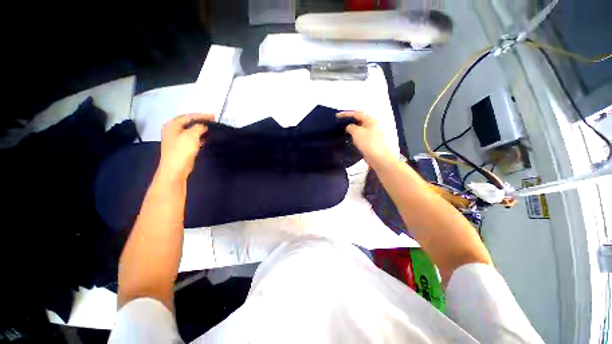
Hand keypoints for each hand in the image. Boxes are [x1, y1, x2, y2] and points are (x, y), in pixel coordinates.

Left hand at [157, 113, 213, 181]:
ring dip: (201, 129)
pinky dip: (199, 137)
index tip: (214, 116)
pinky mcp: (181, 147)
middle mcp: (173, 130)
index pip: (189, 116)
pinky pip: (192, 138)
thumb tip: (203, 126)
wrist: (175, 169)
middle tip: (213, 121)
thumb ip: (198, 127)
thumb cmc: (181, 151)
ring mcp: (176, 139)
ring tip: (212, 129)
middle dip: (201, 121)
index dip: (202, 115)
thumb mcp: (191, 136)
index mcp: (173, 125)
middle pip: (189, 122)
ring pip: (191, 131)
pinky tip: (206, 139)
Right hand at [337, 111, 393, 165]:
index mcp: (371, 120)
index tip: (338, 116)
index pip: (357, 113)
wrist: (380, 158)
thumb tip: (349, 127)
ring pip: (361, 129)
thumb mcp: (357, 133)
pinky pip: (363, 136)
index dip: (346, 114)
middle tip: (341, 123)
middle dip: (350, 121)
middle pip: (360, 120)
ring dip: (353, 130)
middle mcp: (374, 125)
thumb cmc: (370, 144)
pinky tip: (352, 140)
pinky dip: (357, 137)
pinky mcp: (373, 142)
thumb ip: (351, 127)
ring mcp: (375, 134)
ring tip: (345, 132)